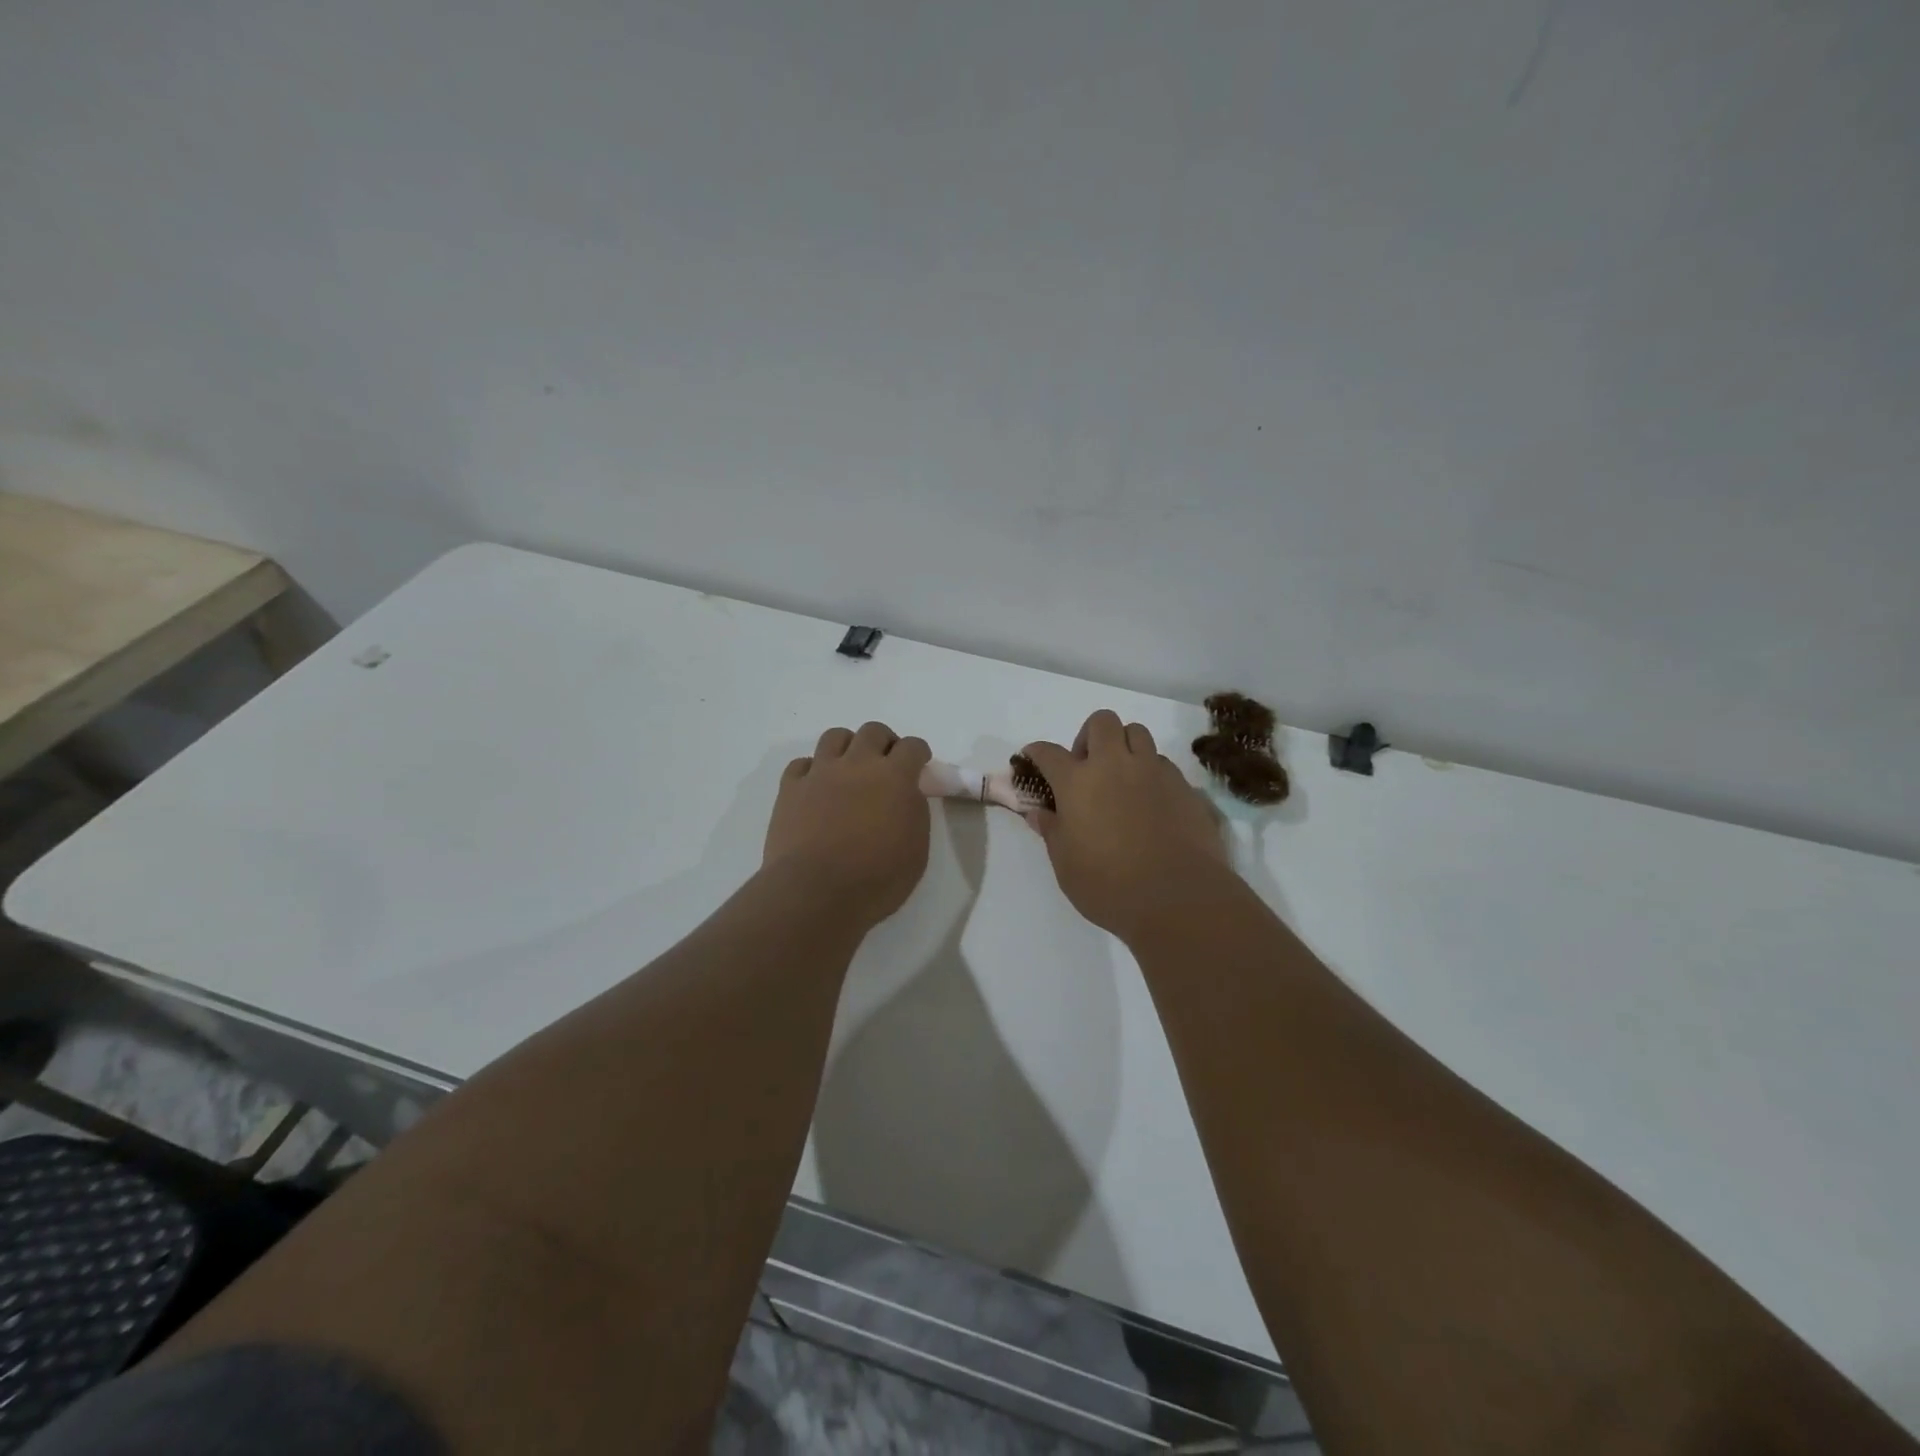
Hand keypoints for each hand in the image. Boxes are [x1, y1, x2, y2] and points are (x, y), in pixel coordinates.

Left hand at [764, 722, 932, 928]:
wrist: (816, 892)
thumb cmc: (876, 879)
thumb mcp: (916, 850)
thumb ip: (914, 812)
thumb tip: (905, 796)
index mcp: (894, 777)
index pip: (912, 746)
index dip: (918, 753)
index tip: (918, 766)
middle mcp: (857, 764)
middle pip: (873, 731)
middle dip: (884, 743)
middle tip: (885, 766)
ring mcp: (820, 773)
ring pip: (835, 736)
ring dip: (847, 747)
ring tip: (849, 770)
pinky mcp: (790, 788)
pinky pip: (801, 764)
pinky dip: (812, 770)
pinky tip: (816, 788)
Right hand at [1022, 710, 1233, 941]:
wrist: (1178, 898)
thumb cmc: (1109, 885)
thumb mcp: (1066, 864)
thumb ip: (1052, 831)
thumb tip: (1040, 813)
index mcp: (1078, 782)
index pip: (1049, 753)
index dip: (1037, 752)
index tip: (1033, 757)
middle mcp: (1115, 765)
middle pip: (1102, 722)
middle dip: (1090, 735)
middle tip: (1087, 766)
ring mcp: (1154, 772)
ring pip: (1138, 734)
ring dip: (1125, 748)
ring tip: (1122, 779)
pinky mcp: (1184, 786)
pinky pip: (1163, 764)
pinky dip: (1151, 772)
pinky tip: (1151, 802)